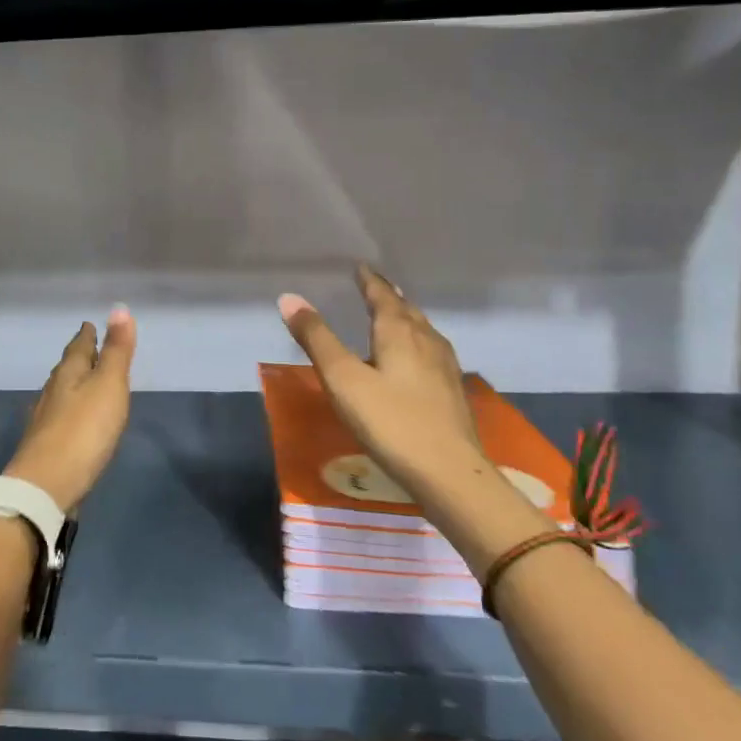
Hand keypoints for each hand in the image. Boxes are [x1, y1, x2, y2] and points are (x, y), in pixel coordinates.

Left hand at [4, 307, 136, 511]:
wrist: (47, 484)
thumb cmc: (84, 430)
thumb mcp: (108, 385)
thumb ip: (116, 350)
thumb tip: (119, 308)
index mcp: (68, 373)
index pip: (78, 346)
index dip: (87, 335)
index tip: (89, 324)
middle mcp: (52, 391)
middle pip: (67, 367)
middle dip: (78, 357)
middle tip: (88, 347)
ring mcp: (45, 419)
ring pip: (61, 392)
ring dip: (73, 383)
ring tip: (84, 380)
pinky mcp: (45, 445)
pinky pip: (60, 416)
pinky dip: (70, 409)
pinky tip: (74, 420)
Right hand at [277, 265, 483, 493]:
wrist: (449, 473)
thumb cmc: (390, 421)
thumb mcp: (343, 379)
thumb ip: (317, 338)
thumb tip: (289, 297)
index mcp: (399, 332)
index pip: (382, 296)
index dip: (369, 280)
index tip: (360, 267)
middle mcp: (426, 340)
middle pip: (406, 310)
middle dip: (389, 296)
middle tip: (375, 286)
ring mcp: (444, 367)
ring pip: (423, 330)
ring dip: (406, 318)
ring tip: (395, 315)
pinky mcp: (452, 392)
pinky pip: (432, 351)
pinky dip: (417, 342)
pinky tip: (416, 359)